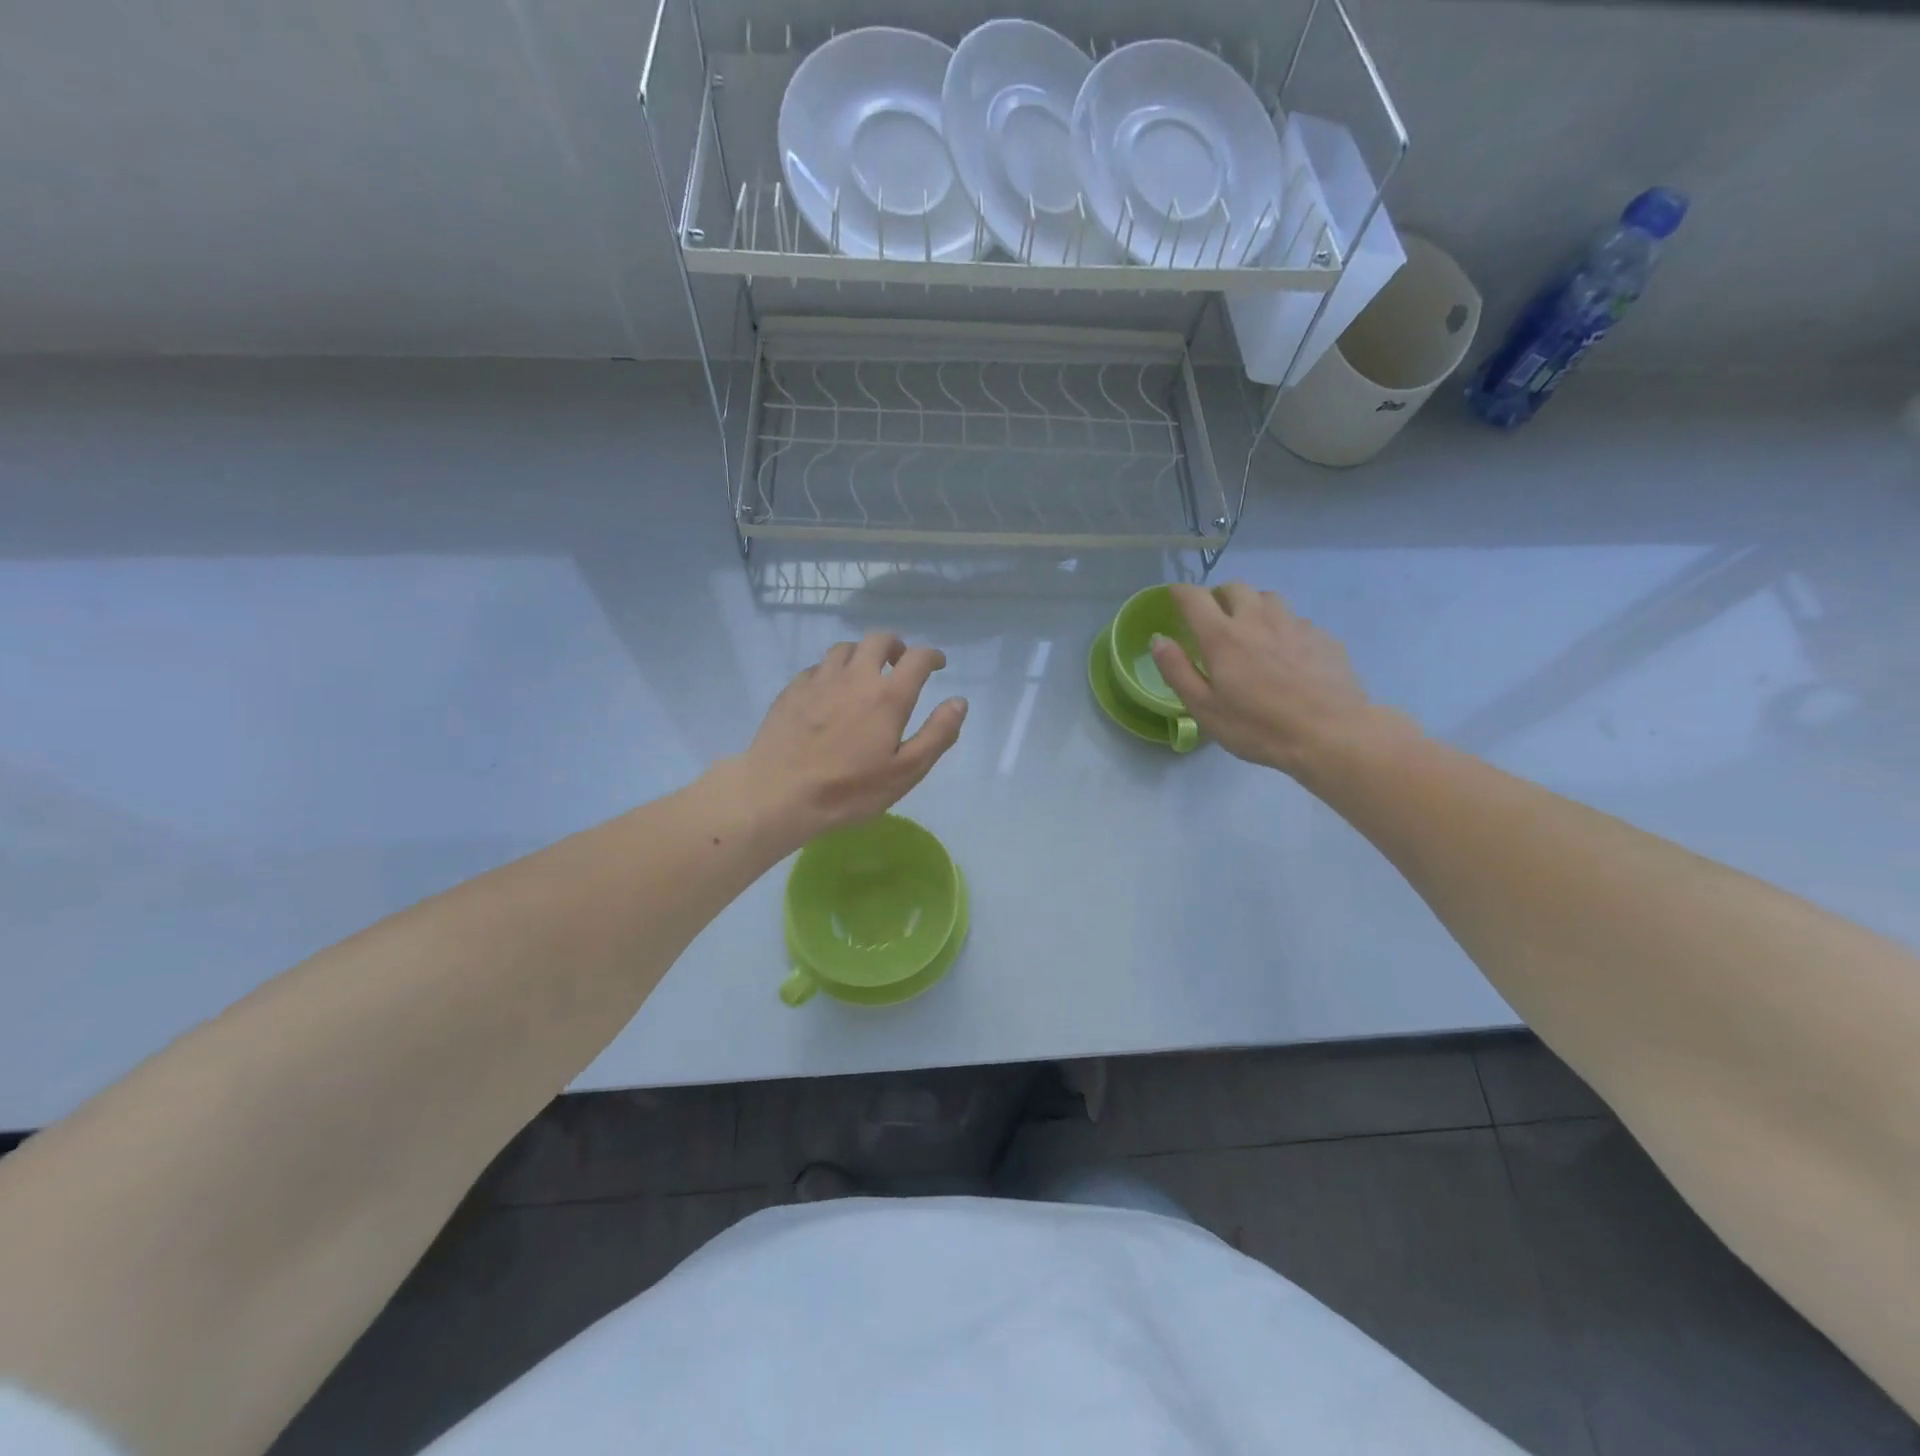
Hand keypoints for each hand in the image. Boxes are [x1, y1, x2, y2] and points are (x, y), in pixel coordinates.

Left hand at [739, 632, 967, 844]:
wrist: (778, 793)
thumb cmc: (849, 789)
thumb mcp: (905, 771)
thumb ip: (937, 734)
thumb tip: (959, 702)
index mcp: (888, 695)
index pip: (917, 657)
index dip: (932, 656)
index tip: (937, 664)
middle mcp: (855, 676)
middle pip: (879, 640)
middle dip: (896, 646)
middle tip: (900, 663)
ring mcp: (819, 679)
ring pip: (846, 648)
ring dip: (862, 654)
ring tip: (865, 673)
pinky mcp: (792, 689)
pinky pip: (818, 667)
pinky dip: (832, 671)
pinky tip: (830, 691)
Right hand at [1149, 582, 1410, 779]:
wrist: (1331, 734)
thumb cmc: (1258, 727)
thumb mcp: (1205, 708)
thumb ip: (1177, 671)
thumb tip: (1158, 639)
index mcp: (1222, 636)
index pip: (1194, 597)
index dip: (1179, 593)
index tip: (1174, 599)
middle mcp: (1257, 619)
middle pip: (1234, 588)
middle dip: (1218, 597)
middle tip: (1214, 620)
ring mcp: (1294, 624)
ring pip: (1267, 598)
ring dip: (1252, 607)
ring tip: (1251, 633)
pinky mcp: (1322, 636)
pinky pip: (1295, 620)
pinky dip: (1282, 629)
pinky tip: (1286, 656)